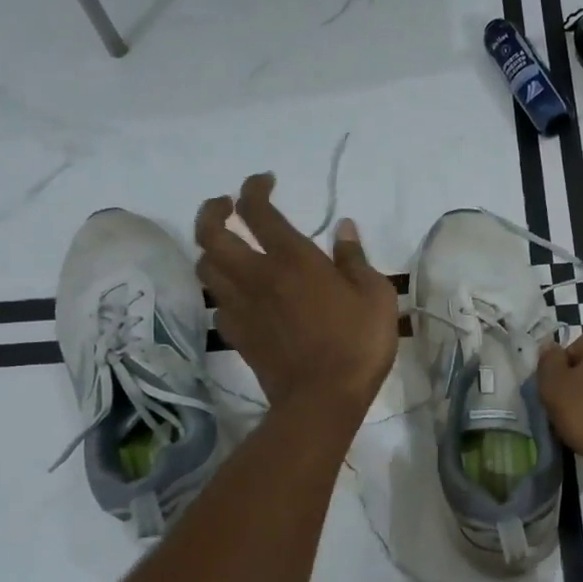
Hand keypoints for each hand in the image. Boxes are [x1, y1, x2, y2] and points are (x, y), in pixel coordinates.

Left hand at [195, 174, 397, 414]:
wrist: (323, 399)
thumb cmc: (358, 344)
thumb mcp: (376, 296)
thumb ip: (355, 259)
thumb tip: (344, 229)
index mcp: (293, 259)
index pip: (257, 210)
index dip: (254, 188)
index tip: (264, 182)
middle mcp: (257, 276)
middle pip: (211, 233)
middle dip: (213, 211)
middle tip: (225, 206)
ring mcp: (241, 307)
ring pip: (206, 267)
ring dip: (211, 249)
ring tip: (227, 247)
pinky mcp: (236, 335)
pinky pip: (217, 303)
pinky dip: (222, 290)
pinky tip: (238, 294)